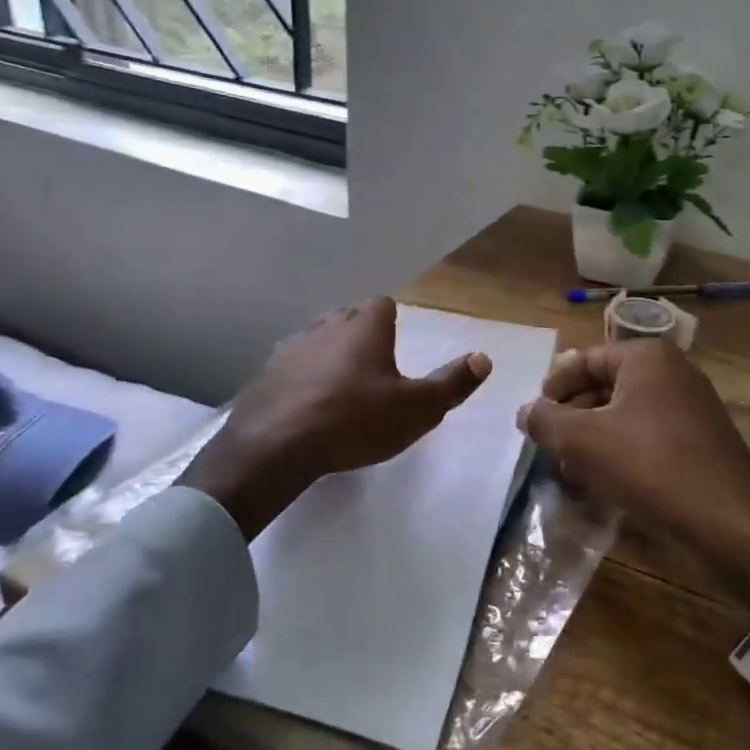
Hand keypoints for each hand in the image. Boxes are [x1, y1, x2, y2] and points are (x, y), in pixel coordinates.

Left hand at [185, 297, 490, 537]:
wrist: (276, 445)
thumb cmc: (354, 419)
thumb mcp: (416, 408)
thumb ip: (451, 383)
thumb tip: (484, 357)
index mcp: (365, 325)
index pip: (383, 304)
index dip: (392, 321)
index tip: (397, 345)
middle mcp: (327, 324)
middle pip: (349, 318)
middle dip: (362, 335)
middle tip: (375, 369)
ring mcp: (292, 346)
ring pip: (319, 339)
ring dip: (330, 355)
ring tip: (341, 387)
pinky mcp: (265, 372)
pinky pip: (292, 366)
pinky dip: (303, 378)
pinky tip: (307, 404)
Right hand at [519, 338, 749, 661]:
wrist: (730, 523)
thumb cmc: (650, 466)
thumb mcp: (583, 441)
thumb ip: (546, 421)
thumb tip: (526, 412)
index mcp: (647, 357)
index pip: (584, 360)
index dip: (552, 388)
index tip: (534, 420)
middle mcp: (672, 372)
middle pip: (604, 386)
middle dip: (572, 418)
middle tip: (549, 449)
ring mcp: (691, 407)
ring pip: (625, 415)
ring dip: (593, 440)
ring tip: (571, 473)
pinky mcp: (700, 442)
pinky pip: (648, 437)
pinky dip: (621, 454)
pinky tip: (604, 486)